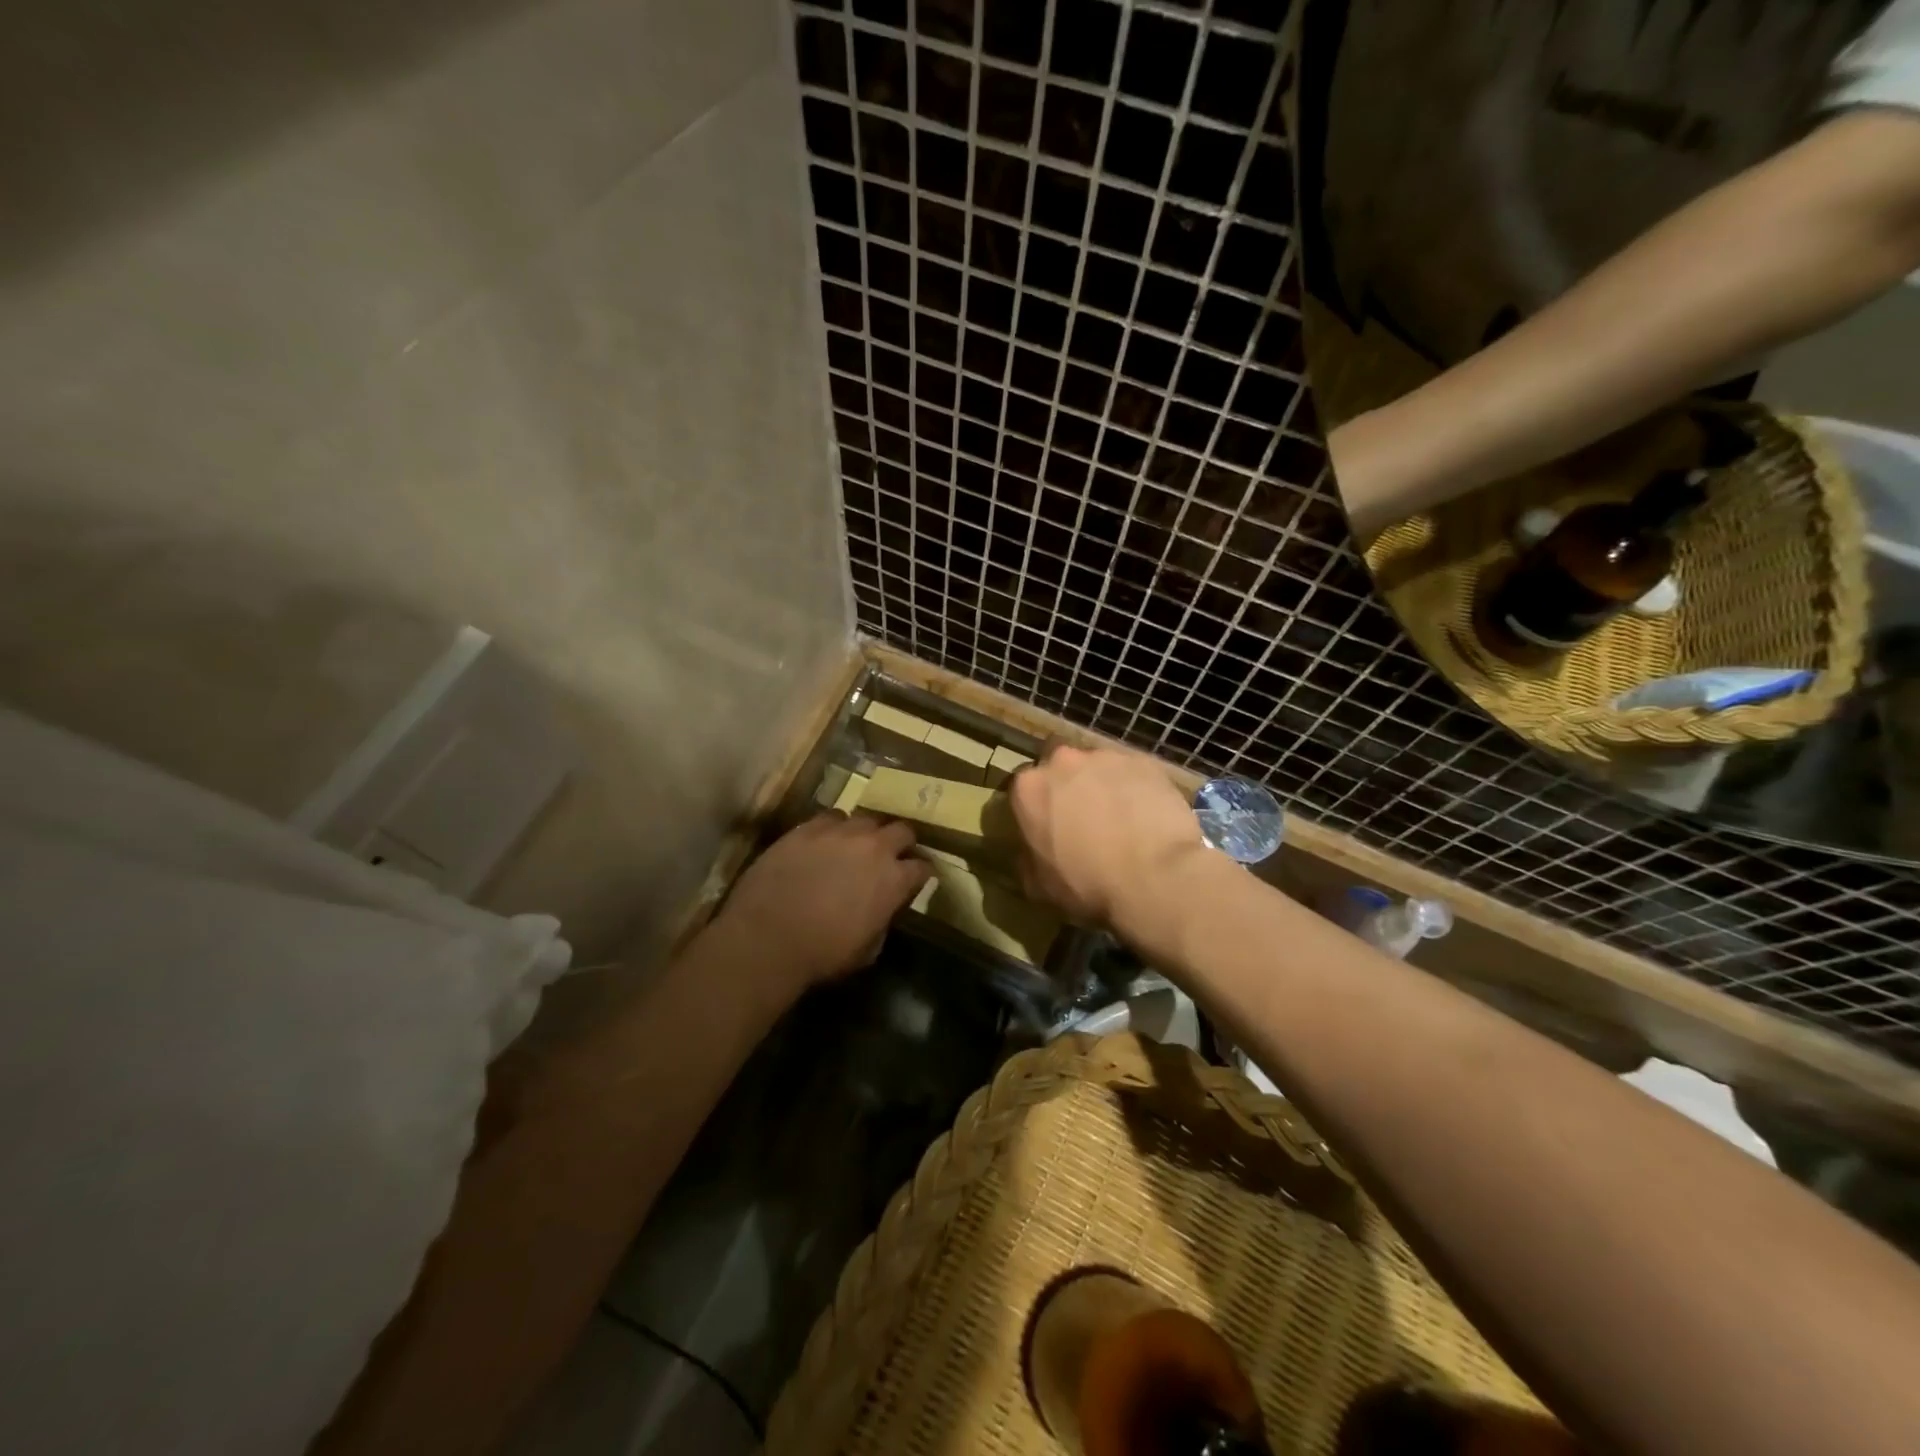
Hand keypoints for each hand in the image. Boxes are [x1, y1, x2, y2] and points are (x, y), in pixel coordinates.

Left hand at [711, 812, 932, 1006]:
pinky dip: (834, 828)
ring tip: (855, 846)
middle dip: (901, 843)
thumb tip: (882, 909)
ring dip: (866, 833)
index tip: (914, 880)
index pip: (923, 867)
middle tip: (890, 857)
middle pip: (902, 830)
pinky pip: (831, 818)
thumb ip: (883, 920)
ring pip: (866, 819)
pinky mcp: (808, 827)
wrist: (767, 938)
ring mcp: (840, 832)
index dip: (920, 874)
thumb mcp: (868, 950)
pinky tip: (824, 842)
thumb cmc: (822, 954)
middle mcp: (875, 846)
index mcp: (895, 879)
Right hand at [1008, 743, 1206, 928]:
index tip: (1046, 828)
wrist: (1156, 877)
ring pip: (1098, 767)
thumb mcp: (1040, 886)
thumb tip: (1031, 851)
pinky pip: (1132, 772)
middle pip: (1060, 769)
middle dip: (1068, 788)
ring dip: (1102, 786)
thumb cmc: (1089, 885)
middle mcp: (1063, 761)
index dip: (1035, 809)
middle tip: (1083, 820)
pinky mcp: (1144, 760)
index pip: (1023, 790)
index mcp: (1029, 789)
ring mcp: (1106, 757)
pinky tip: (1146, 815)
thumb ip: (1027, 859)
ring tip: (1120, 818)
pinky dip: (1135, 788)